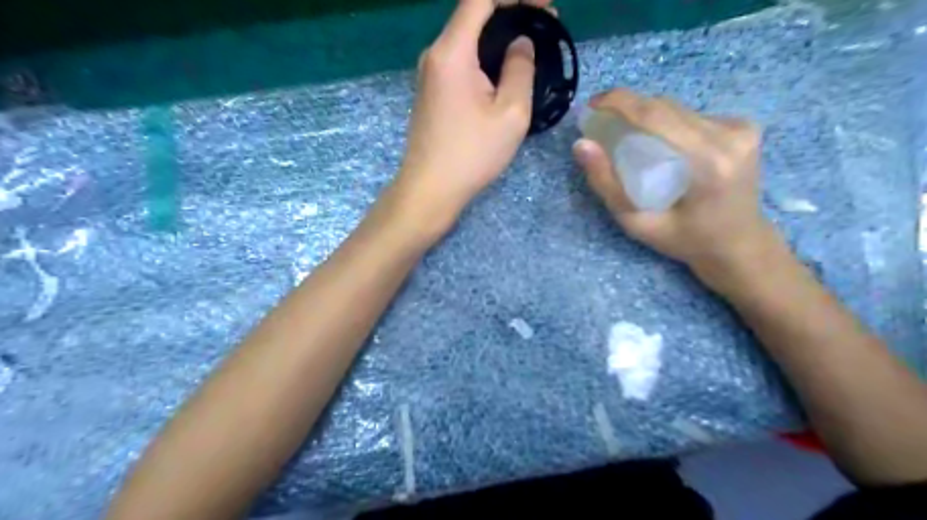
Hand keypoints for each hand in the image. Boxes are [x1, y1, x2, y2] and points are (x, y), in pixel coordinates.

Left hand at [390, 0, 548, 235]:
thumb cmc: (472, 154)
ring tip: (531, 45)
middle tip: (546, 24)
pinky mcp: (432, 90)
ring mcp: (430, 72)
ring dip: (499, 34)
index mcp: (452, 52)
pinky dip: (485, 54)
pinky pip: (460, 58)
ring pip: (467, 37)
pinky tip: (505, 69)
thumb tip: (520, 44)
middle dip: (511, 10)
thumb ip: (520, 69)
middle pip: (472, 13)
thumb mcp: (511, 114)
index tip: (545, 5)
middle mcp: (435, 54)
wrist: (430, 188)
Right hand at [574, 89, 780, 287]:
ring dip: (647, 116)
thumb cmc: (684, 240)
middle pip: (666, 108)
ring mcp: (741, 128)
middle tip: (602, 123)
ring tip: (627, 136)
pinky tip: (661, 144)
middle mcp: (730, 136)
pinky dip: (668, 124)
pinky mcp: (744, 126)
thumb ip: (607, 184)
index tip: (591, 105)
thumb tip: (582, 145)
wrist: (739, 243)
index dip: (619, 103)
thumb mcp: (636, 223)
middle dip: (628, 109)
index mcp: (707, 163)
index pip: (655, 116)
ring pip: (678, 109)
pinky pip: (691, 115)